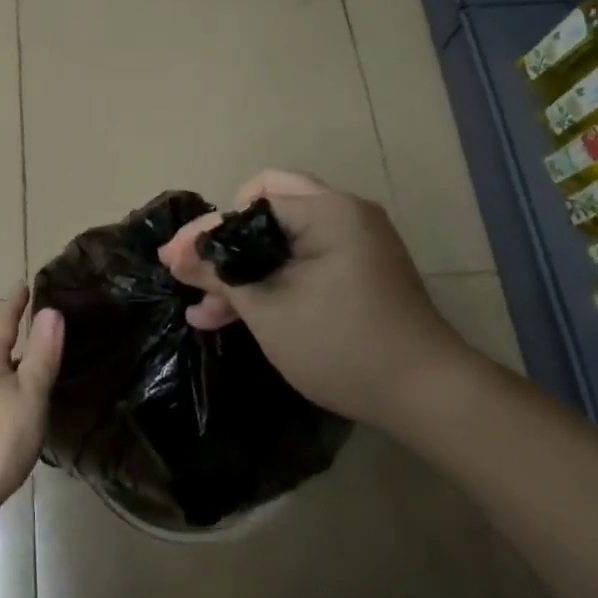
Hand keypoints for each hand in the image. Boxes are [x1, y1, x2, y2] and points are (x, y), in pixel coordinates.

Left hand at [0, 286, 63, 549]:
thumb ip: (41, 356)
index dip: (16, 304)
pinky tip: (24, 407)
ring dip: (16, 365)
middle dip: (18, 333)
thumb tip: (51, 310)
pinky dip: (12, 392)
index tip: (23, 284)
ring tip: (40, 361)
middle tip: (44, 322)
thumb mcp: (27, 396)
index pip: (4, 321)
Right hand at [157, 170, 482, 429]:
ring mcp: (352, 244)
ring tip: (202, 306)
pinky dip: (270, 281)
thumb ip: (219, 273)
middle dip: (224, 243)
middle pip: (265, 209)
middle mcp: (343, 215)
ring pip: (280, 240)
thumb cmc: (341, 344)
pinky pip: (300, 262)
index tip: (171, 260)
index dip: (206, 230)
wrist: (425, 395)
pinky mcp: (356, 272)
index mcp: (327, 211)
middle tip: (191, 271)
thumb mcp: (267, 308)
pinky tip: (232, 314)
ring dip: (242, 268)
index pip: (250, 202)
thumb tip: (176, 253)